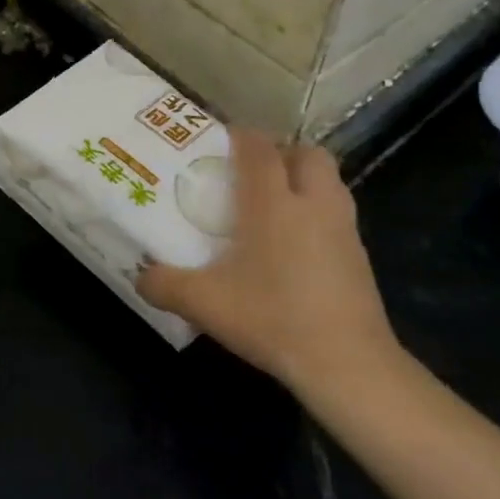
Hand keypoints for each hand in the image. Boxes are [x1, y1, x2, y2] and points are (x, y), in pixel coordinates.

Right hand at [136, 131, 402, 406]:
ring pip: (330, 182)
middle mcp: (313, 204)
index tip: (220, 138)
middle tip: (252, 172)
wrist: (347, 362)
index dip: (241, 135)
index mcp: (273, 203)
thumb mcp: (204, 303)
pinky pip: (337, 215)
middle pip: (307, 154)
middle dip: (282, 152)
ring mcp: (343, 229)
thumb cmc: (272, 318)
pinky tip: (293, 246)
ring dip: (304, 180)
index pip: (260, 148)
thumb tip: (140, 276)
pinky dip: (316, 214)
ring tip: (273, 205)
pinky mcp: (360, 256)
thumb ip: (164, 284)